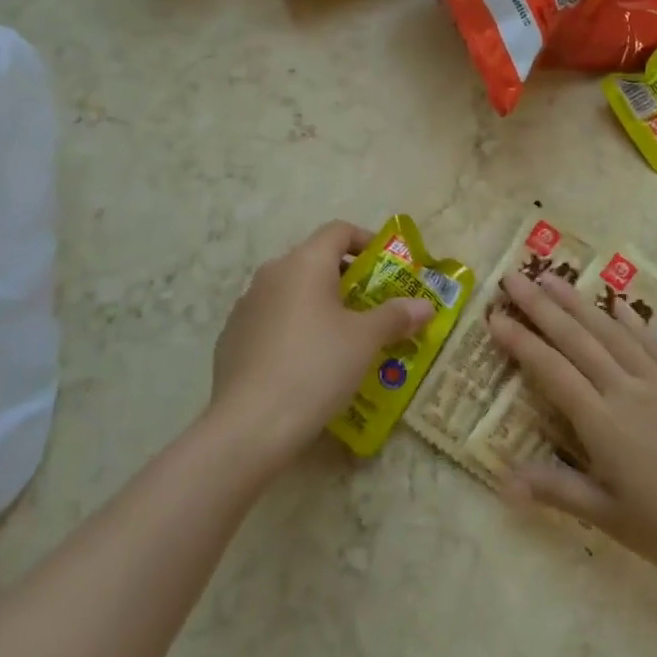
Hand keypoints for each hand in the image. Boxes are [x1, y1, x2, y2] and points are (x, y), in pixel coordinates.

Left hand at [208, 221, 432, 472]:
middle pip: (315, 261)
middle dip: (347, 279)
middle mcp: (272, 273)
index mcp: (304, 262)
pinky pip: (272, 320)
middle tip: (373, 308)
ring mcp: (246, 305)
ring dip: (319, 305)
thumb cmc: (316, 367)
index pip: (338, 231)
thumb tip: (425, 305)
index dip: (366, 241)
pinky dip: (294, 328)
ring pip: (292, 291)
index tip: (387, 267)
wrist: (249, 425)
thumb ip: (395, 316)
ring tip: (343, 339)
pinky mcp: (232, 337)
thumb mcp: (365, 341)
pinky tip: (306, 364)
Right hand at [488, 269, 656, 599]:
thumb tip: (502, 480)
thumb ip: (558, 490)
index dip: (521, 342)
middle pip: (577, 340)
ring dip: (579, 303)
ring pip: (612, 333)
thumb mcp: (612, 519)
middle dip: (541, 306)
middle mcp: (628, 390)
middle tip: (514, 276)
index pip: (552, 371)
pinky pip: (655, 344)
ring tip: (553, 279)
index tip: (495, 316)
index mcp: (604, 423)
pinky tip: (617, 303)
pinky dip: (632, 321)